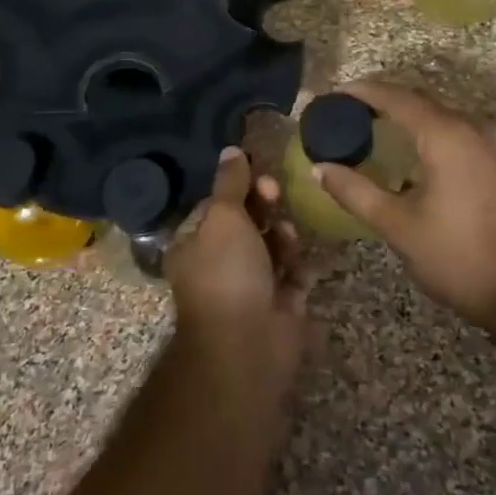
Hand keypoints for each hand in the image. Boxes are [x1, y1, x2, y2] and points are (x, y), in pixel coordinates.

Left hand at [164, 147, 307, 400]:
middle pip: (248, 223)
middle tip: (276, 196)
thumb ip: (230, 183)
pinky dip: (298, 268)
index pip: (216, 205)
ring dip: (284, 236)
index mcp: (194, 244)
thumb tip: (230, 149)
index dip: (238, 188)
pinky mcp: (279, 304)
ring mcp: (250, 285)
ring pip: (273, 247)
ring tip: (289, 238)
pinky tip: (301, 267)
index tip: (259, 175)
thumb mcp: (223, 217)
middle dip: (265, 208)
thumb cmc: (227, 272)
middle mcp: (219, 264)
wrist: (247, 345)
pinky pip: (292, 275)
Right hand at [313, 81, 495, 332]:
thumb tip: (320, 168)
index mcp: (448, 136)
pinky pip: (470, 136)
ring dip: (417, 122)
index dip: (365, 92)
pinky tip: (428, 161)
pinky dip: (442, 137)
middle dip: (388, 105)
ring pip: (450, 119)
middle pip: (425, 103)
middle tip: (355, 116)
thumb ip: (355, 191)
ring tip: (386, 137)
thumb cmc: (458, 258)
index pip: (399, 98)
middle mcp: (478, 128)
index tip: (338, 94)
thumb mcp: (398, 226)